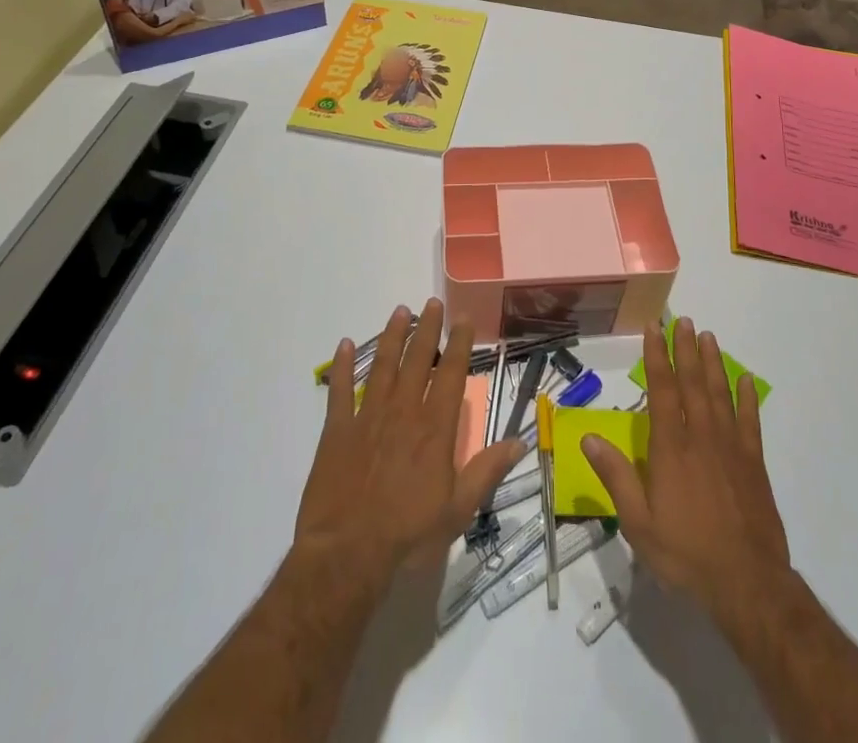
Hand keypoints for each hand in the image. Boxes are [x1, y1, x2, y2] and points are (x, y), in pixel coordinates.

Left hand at [295, 298, 523, 582]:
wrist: (347, 555)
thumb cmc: (408, 535)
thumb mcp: (458, 510)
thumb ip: (486, 471)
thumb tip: (519, 442)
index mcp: (435, 429)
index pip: (452, 374)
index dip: (459, 344)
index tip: (463, 319)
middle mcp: (404, 412)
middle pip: (418, 360)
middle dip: (427, 329)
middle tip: (431, 303)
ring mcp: (368, 417)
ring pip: (383, 366)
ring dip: (392, 337)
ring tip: (400, 311)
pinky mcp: (337, 431)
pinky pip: (340, 390)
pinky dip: (342, 366)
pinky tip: (345, 344)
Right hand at [583, 317, 789, 622]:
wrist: (747, 583)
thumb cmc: (686, 553)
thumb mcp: (638, 523)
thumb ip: (616, 476)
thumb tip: (589, 437)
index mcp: (670, 448)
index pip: (661, 390)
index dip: (657, 356)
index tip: (654, 328)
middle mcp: (701, 437)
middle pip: (692, 383)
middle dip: (686, 349)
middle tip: (684, 321)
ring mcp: (731, 447)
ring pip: (720, 394)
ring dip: (713, 363)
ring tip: (709, 337)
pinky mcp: (754, 463)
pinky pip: (750, 421)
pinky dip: (747, 398)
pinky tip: (745, 380)